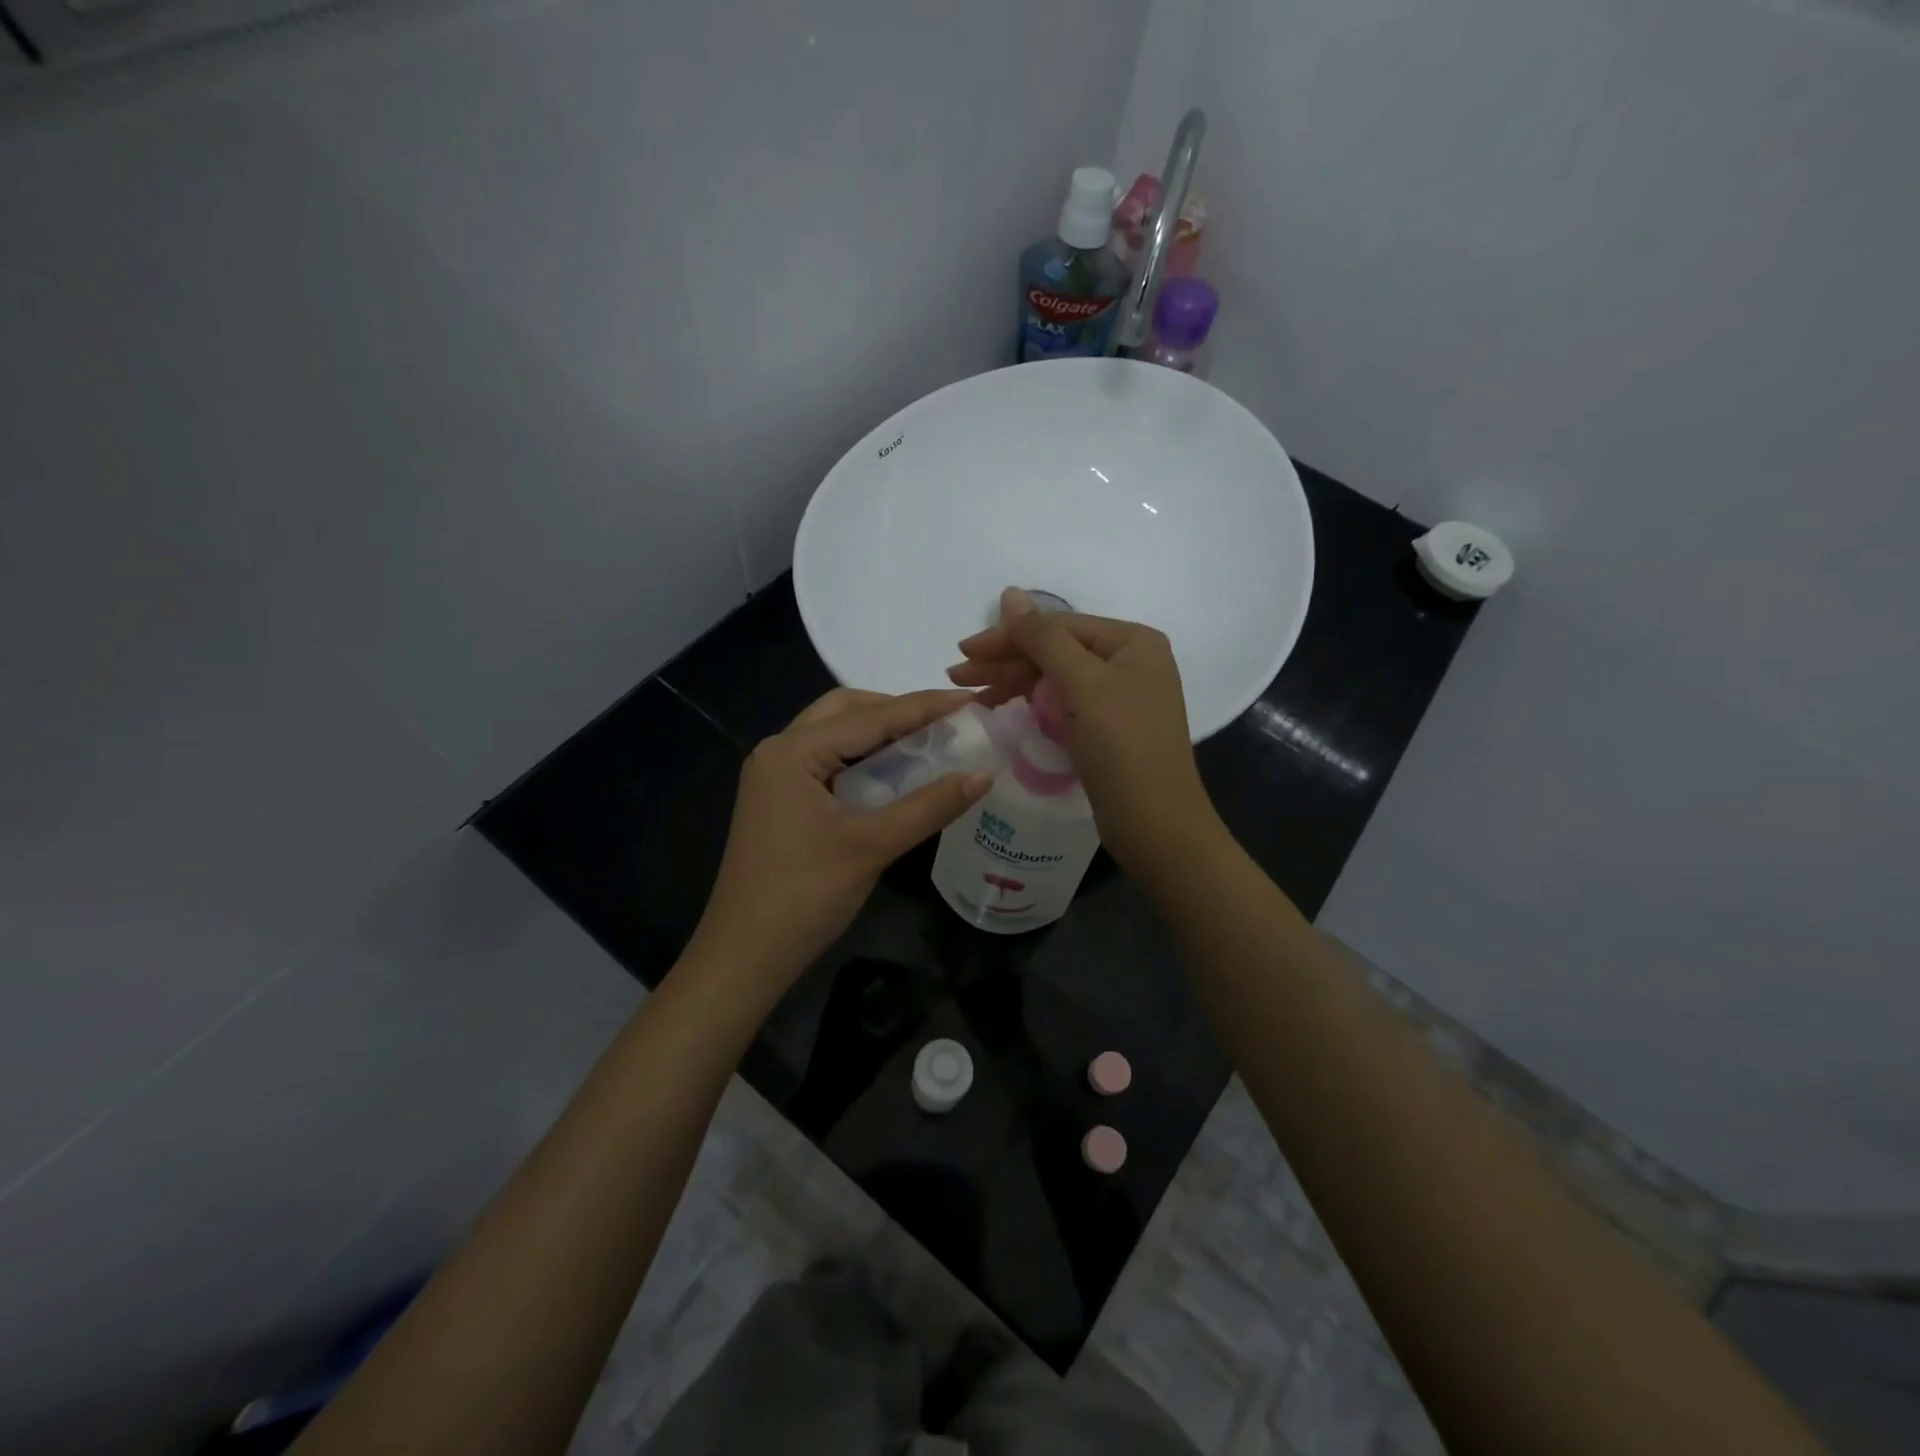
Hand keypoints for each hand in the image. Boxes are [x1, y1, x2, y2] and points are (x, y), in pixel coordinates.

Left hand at [687, 688, 992, 1004]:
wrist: (744, 957)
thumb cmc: (804, 896)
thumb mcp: (872, 846)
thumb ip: (930, 805)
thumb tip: (984, 774)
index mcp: (793, 751)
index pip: (870, 716)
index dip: (925, 706)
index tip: (972, 699)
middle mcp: (778, 751)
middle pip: (845, 710)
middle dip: (896, 710)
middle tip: (945, 722)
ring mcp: (774, 776)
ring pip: (834, 735)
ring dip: (878, 733)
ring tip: (928, 741)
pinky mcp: (779, 800)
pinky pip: (826, 762)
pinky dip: (861, 759)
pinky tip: (893, 773)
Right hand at [948, 589, 1218, 872]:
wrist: (1156, 825)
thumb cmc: (1122, 746)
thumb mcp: (1082, 683)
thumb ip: (1042, 637)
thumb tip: (1009, 593)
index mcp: (1132, 641)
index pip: (1058, 625)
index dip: (1007, 636)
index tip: (962, 651)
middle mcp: (1130, 662)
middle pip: (1056, 651)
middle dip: (1006, 661)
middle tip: (957, 676)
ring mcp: (1120, 697)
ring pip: (1056, 679)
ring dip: (1013, 683)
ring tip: (970, 696)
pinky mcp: (1108, 729)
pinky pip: (1063, 705)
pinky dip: (1032, 705)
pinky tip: (1003, 709)